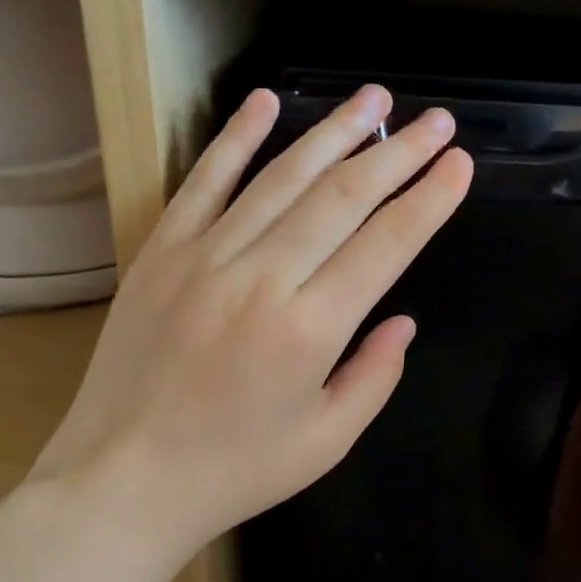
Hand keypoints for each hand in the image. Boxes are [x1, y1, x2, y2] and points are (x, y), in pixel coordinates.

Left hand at [28, 84, 471, 573]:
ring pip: (282, 177)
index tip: (458, 164)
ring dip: (334, 132)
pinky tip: (265, 100)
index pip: (386, 245)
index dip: (428, 200)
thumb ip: (375, 376)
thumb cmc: (234, 471)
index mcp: (310, 330)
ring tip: (375, 99)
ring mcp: (204, 257)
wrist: (121, 482)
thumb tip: (402, 320)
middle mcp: (261, 279)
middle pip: (343, 198)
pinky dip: (236, 138)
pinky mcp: (161, 252)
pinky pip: (204, 182)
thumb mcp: (327, 441)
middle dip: (398, 154)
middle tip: (437, 121)